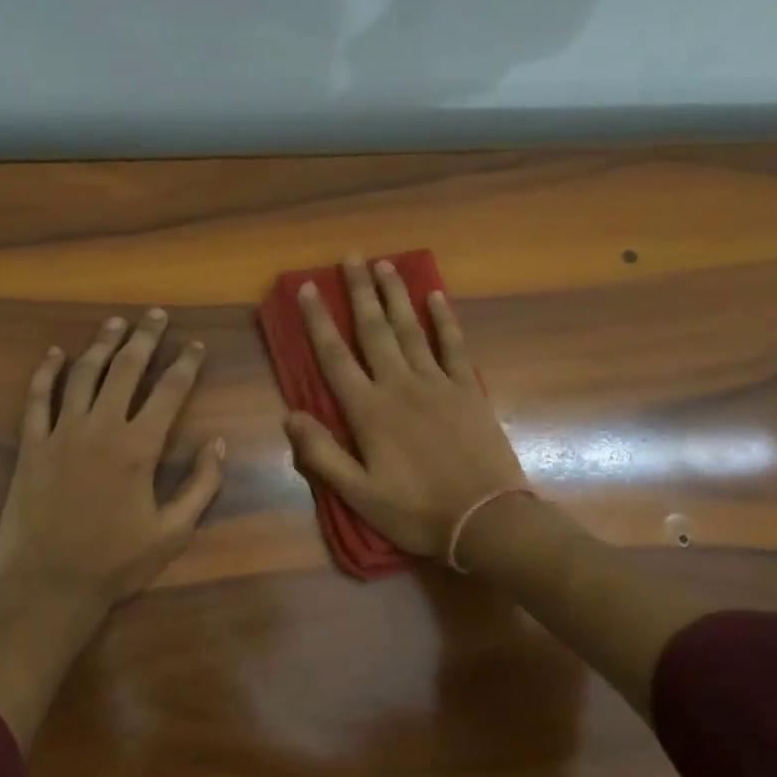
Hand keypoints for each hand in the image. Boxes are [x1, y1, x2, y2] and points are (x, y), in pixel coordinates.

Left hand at [0, 309, 225, 617]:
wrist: (50, 586)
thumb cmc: (116, 563)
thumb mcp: (173, 532)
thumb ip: (201, 485)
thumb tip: (217, 443)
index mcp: (139, 447)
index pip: (169, 391)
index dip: (185, 364)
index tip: (195, 345)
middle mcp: (101, 427)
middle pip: (125, 369)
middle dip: (144, 337)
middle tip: (155, 315)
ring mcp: (61, 433)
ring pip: (83, 374)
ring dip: (101, 343)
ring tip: (115, 322)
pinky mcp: (30, 446)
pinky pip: (36, 399)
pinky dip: (46, 372)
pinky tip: (55, 353)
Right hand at [285, 256, 526, 557]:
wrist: (486, 519)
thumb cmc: (416, 510)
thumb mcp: (358, 493)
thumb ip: (321, 454)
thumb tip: (290, 415)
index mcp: (369, 411)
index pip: (335, 356)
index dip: (317, 321)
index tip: (306, 288)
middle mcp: (400, 385)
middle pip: (374, 329)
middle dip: (359, 292)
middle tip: (351, 257)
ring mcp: (438, 383)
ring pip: (411, 328)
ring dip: (396, 295)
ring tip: (385, 264)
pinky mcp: (468, 389)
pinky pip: (453, 344)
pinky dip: (444, 318)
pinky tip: (436, 295)